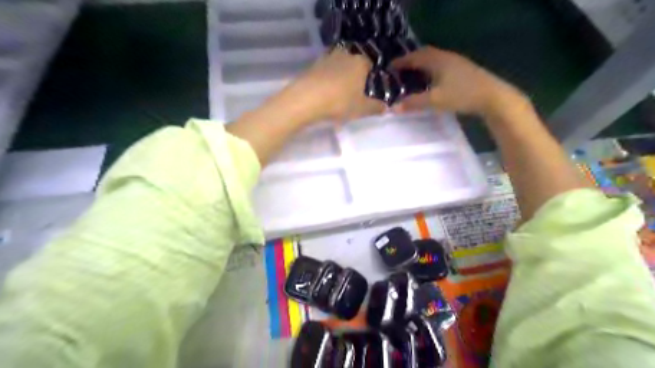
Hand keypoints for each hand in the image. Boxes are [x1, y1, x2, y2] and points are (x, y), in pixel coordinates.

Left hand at [286, 48, 384, 123]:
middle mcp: (344, 55)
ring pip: (337, 66)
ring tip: (338, 93)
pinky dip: (326, 80)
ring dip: (339, 76)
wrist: (306, 100)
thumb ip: (375, 107)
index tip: (368, 88)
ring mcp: (326, 58)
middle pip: (353, 63)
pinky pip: (324, 72)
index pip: (370, 64)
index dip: (370, 76)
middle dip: (354, 75)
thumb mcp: (362, 109)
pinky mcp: (312, 66)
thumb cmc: (340, 102)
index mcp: (360, 62)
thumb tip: (386, 107)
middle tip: (353, 92)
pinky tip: (325, 92)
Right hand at [388, 47, 524, 115]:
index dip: (401, 61)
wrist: (493, 97)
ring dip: (422, 64)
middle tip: (400, 69)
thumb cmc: (462, 95)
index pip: (415, 57)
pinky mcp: (463, 69)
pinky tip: (431, 80)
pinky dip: (431, 69)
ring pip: (434, 59)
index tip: (389, 67)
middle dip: (411, 60)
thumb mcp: (435, 100)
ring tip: (413, 75)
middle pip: (425, 54)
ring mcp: (456, 62)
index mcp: (437, 60)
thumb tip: (393, 108)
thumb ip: (414, 103)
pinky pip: (441, 65)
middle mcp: (446, 57)